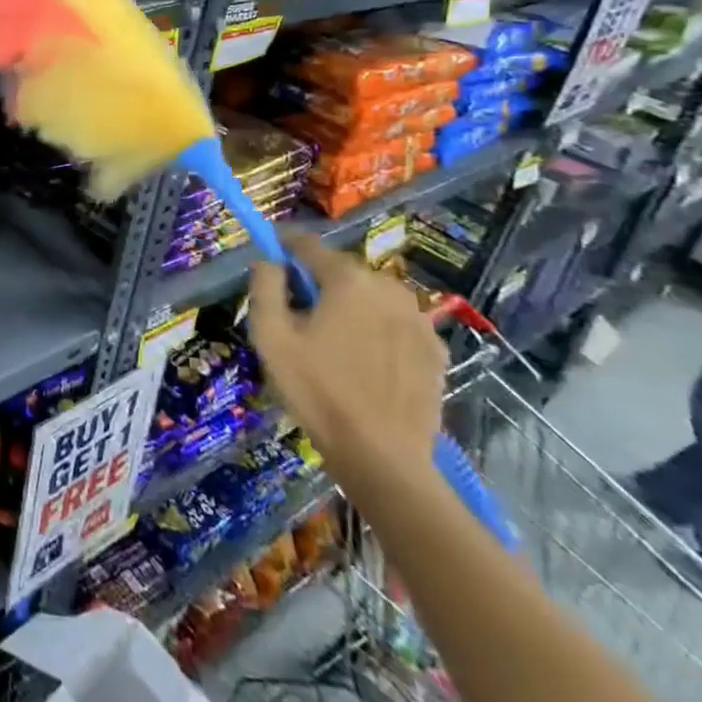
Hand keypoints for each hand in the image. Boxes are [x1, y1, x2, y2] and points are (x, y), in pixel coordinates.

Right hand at [247, 232, 444, 484]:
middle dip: (318, 282)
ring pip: (372, 296)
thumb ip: (265, 286)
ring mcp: (419, 320)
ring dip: (350, 305)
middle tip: (298, 314)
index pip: (308, 244)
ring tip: (333, 340)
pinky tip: (365, 360)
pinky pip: (395, 323)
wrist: (382, 456)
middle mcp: (389, 289)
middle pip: (342, 270)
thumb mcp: (270, 336)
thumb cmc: (317, 390)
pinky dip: (377, 329)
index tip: (270, 258)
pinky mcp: (435, 350)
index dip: (284, 247)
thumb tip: (269, 261)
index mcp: (348, 280)